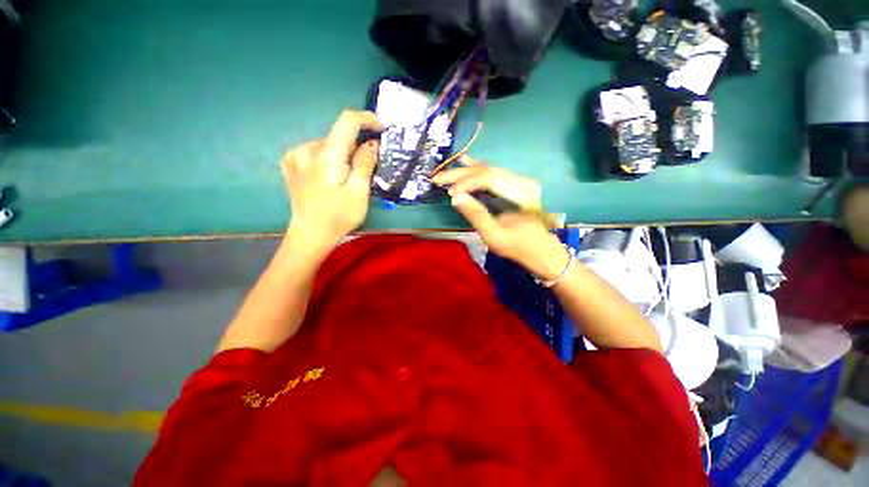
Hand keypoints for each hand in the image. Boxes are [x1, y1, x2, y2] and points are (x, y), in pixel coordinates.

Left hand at [281, 110, 382, 251]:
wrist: (310, 234)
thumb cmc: (338, 216)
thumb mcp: (359, 192)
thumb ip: (364, 164)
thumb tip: (371, 143)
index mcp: (326, 156)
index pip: (346, 122)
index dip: (366, 118)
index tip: (381, 127)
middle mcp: (307, 149)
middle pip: (338, 136)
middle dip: (355, 146)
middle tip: (365, 168)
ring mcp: (295, 156)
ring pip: (327, 145)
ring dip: (342, 154)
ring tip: (346, 178)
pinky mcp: (291, 164)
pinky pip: (315, 152)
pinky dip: (329, 158)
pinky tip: (329, 176)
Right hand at [432, 157, 569, 280]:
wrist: (541, 251)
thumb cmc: (518, 247)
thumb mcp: (494, 236)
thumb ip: (476, 215)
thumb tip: (455, 198)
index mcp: (521, 194)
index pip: (488, 179)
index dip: (466, 183)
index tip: (449, 193)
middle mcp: (522, 182)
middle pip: (487, 171)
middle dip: (461, 174)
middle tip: (439, 178)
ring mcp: (521, 182)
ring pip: (490, 170)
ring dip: (467, 170)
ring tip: (448, 168)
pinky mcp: (517, 185)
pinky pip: (494, 174)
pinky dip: (478, 170)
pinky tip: (467, 162)